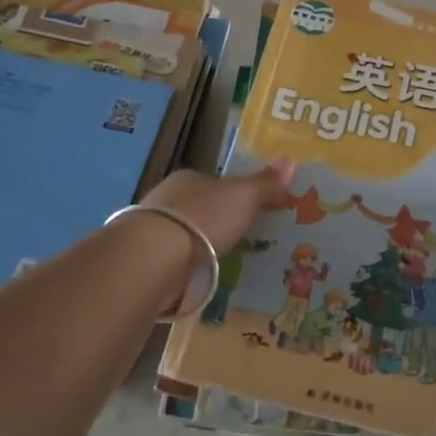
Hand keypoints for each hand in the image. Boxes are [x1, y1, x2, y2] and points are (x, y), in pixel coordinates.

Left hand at [142, 159, 294, 254]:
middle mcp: (168, 197)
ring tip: (219, 260)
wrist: (156, 256)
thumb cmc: (204, 218)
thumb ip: (265, 183)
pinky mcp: (145, 257)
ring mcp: (153, 228)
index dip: (232, 195)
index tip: (248, 211)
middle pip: (199, 206)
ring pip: (184, 232)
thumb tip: (291, 160)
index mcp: (190, 177)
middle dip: (215, 220)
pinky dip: (185, 264)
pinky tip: (196, 275)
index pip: (215, 182)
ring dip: (198, 243)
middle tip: (237, 238)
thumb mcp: (244, 198)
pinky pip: (173, 257)